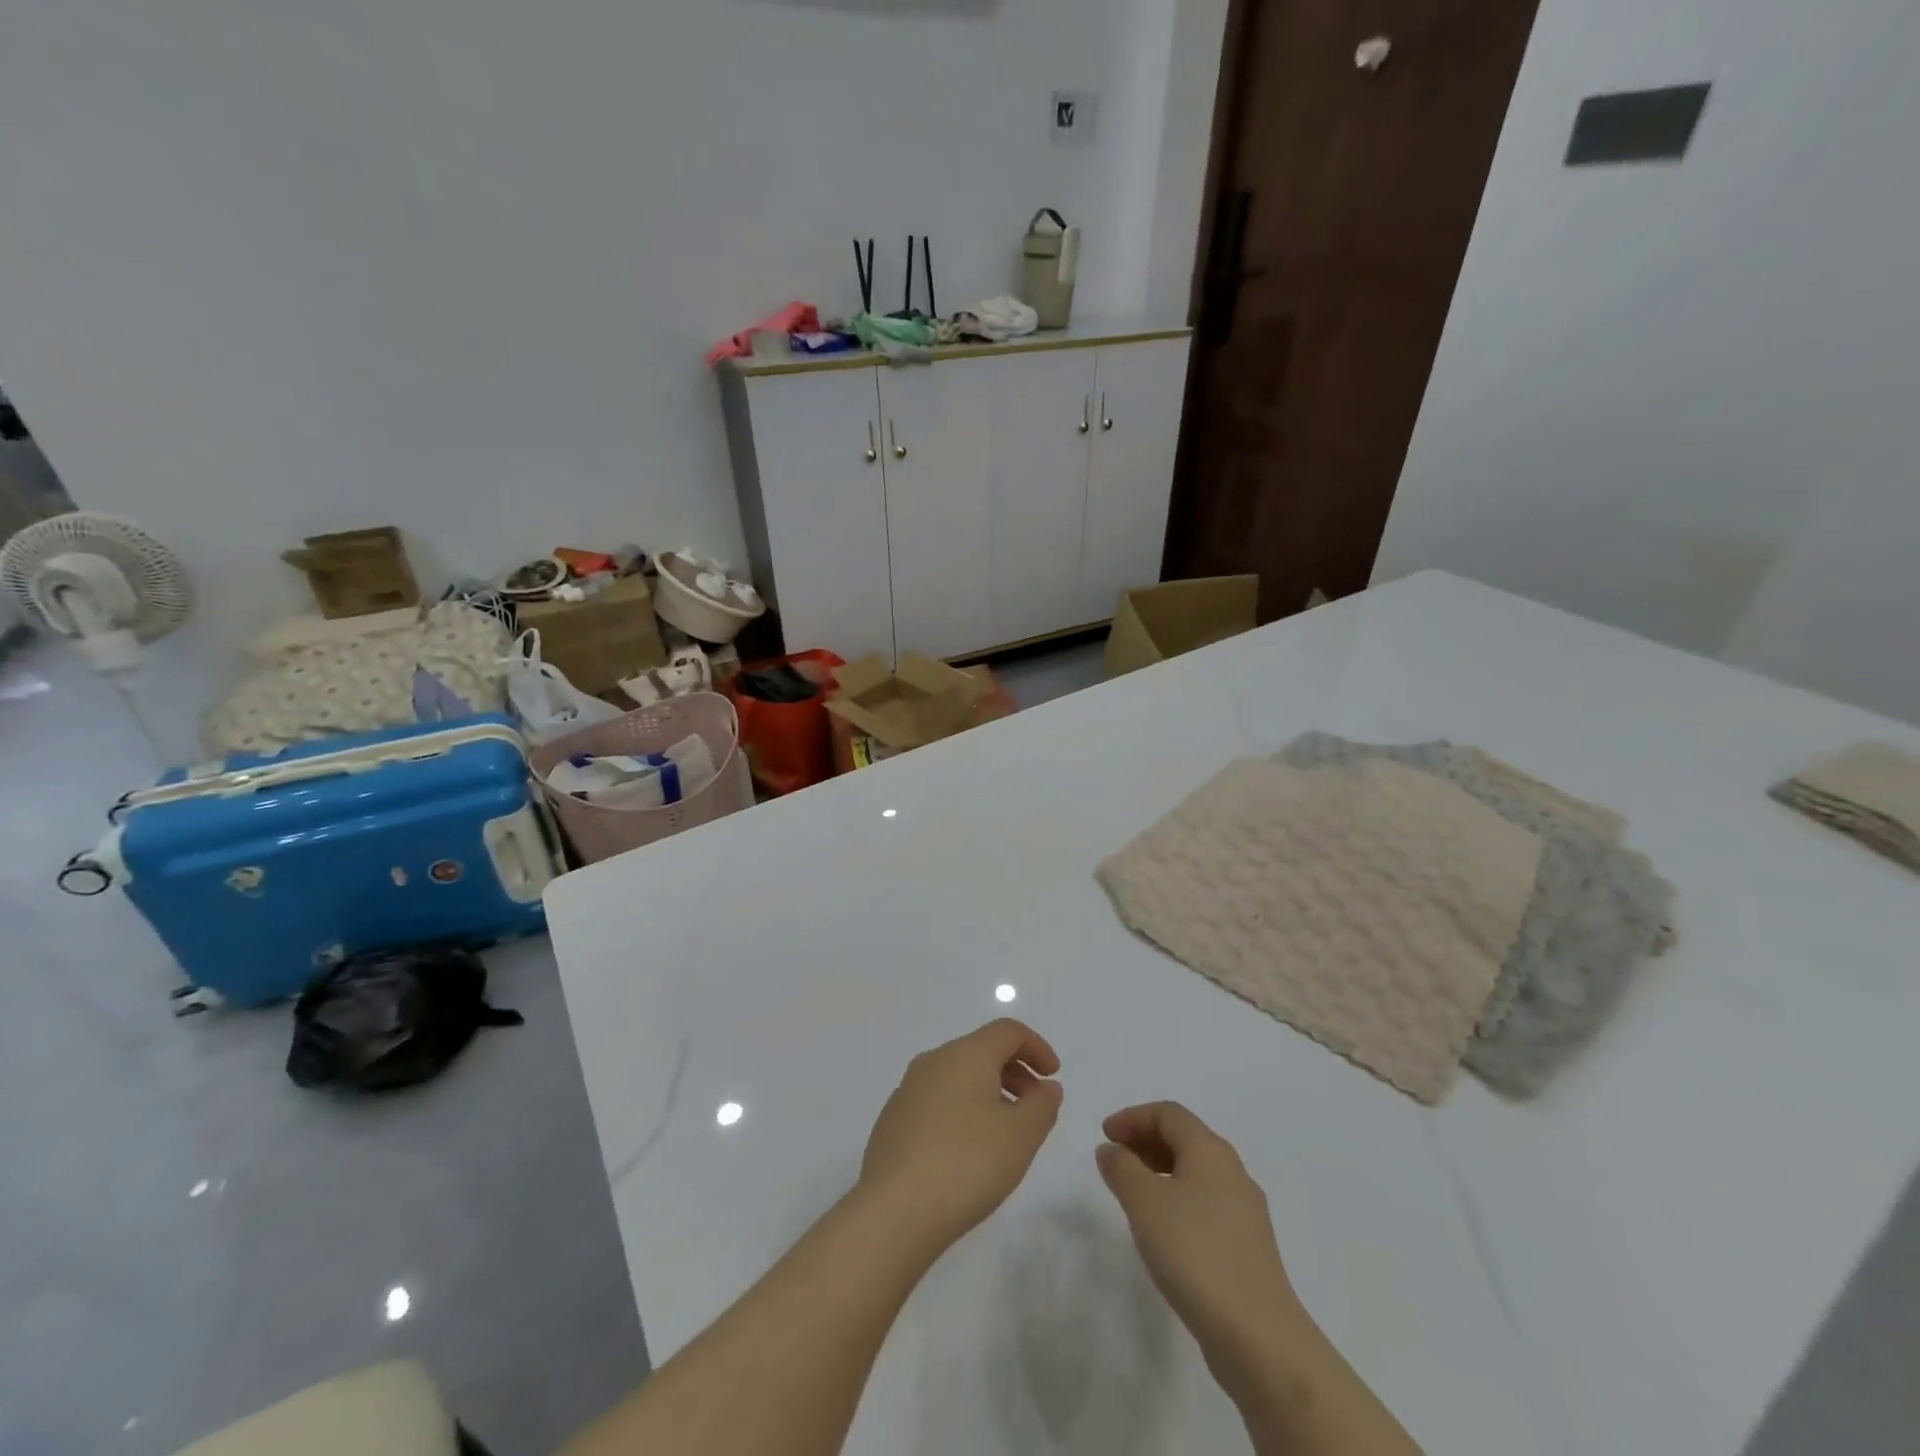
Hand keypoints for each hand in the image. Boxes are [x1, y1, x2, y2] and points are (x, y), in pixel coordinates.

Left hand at [860, 1019, 1063, 1253]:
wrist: (894, 1210)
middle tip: (1035, 1108)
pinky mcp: (893, 1119)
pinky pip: (937, 1101)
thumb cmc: (967, 1163)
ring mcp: (908, 1089)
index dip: (1036, 1046)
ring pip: (957, 1076)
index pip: (1007, 1031)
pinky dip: (961, 1111)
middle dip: (1014, 1072)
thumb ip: (1042, 1106)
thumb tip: (1046, 1087)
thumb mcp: (1021, 1136)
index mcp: (965, 1054)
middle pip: (981, 1050)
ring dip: (988, 1093)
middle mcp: (934, 1061)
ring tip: (1004, 1134)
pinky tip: (967, 1152)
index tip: (1053, 1075)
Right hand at [1096, 1103, 1302, 1384]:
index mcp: (1210, 1150)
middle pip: (1185, 1138)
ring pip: (1196, 1172)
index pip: (1168, 1113)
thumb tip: (1111, 1150)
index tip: (1104, 1135)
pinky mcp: (1248, 1246)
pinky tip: (1163, 1229)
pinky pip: (1205, 1203)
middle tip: (1115, 1159)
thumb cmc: (1195, 1253)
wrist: (1259, 1337)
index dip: (1133, 1117)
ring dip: (1160, 1171)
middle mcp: (1232, 1171)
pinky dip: (1177, 1199)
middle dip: (1145, 1141)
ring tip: (1132, 1193)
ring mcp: (1245, 1210)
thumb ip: (1122, 1168)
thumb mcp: (1144, 1203)